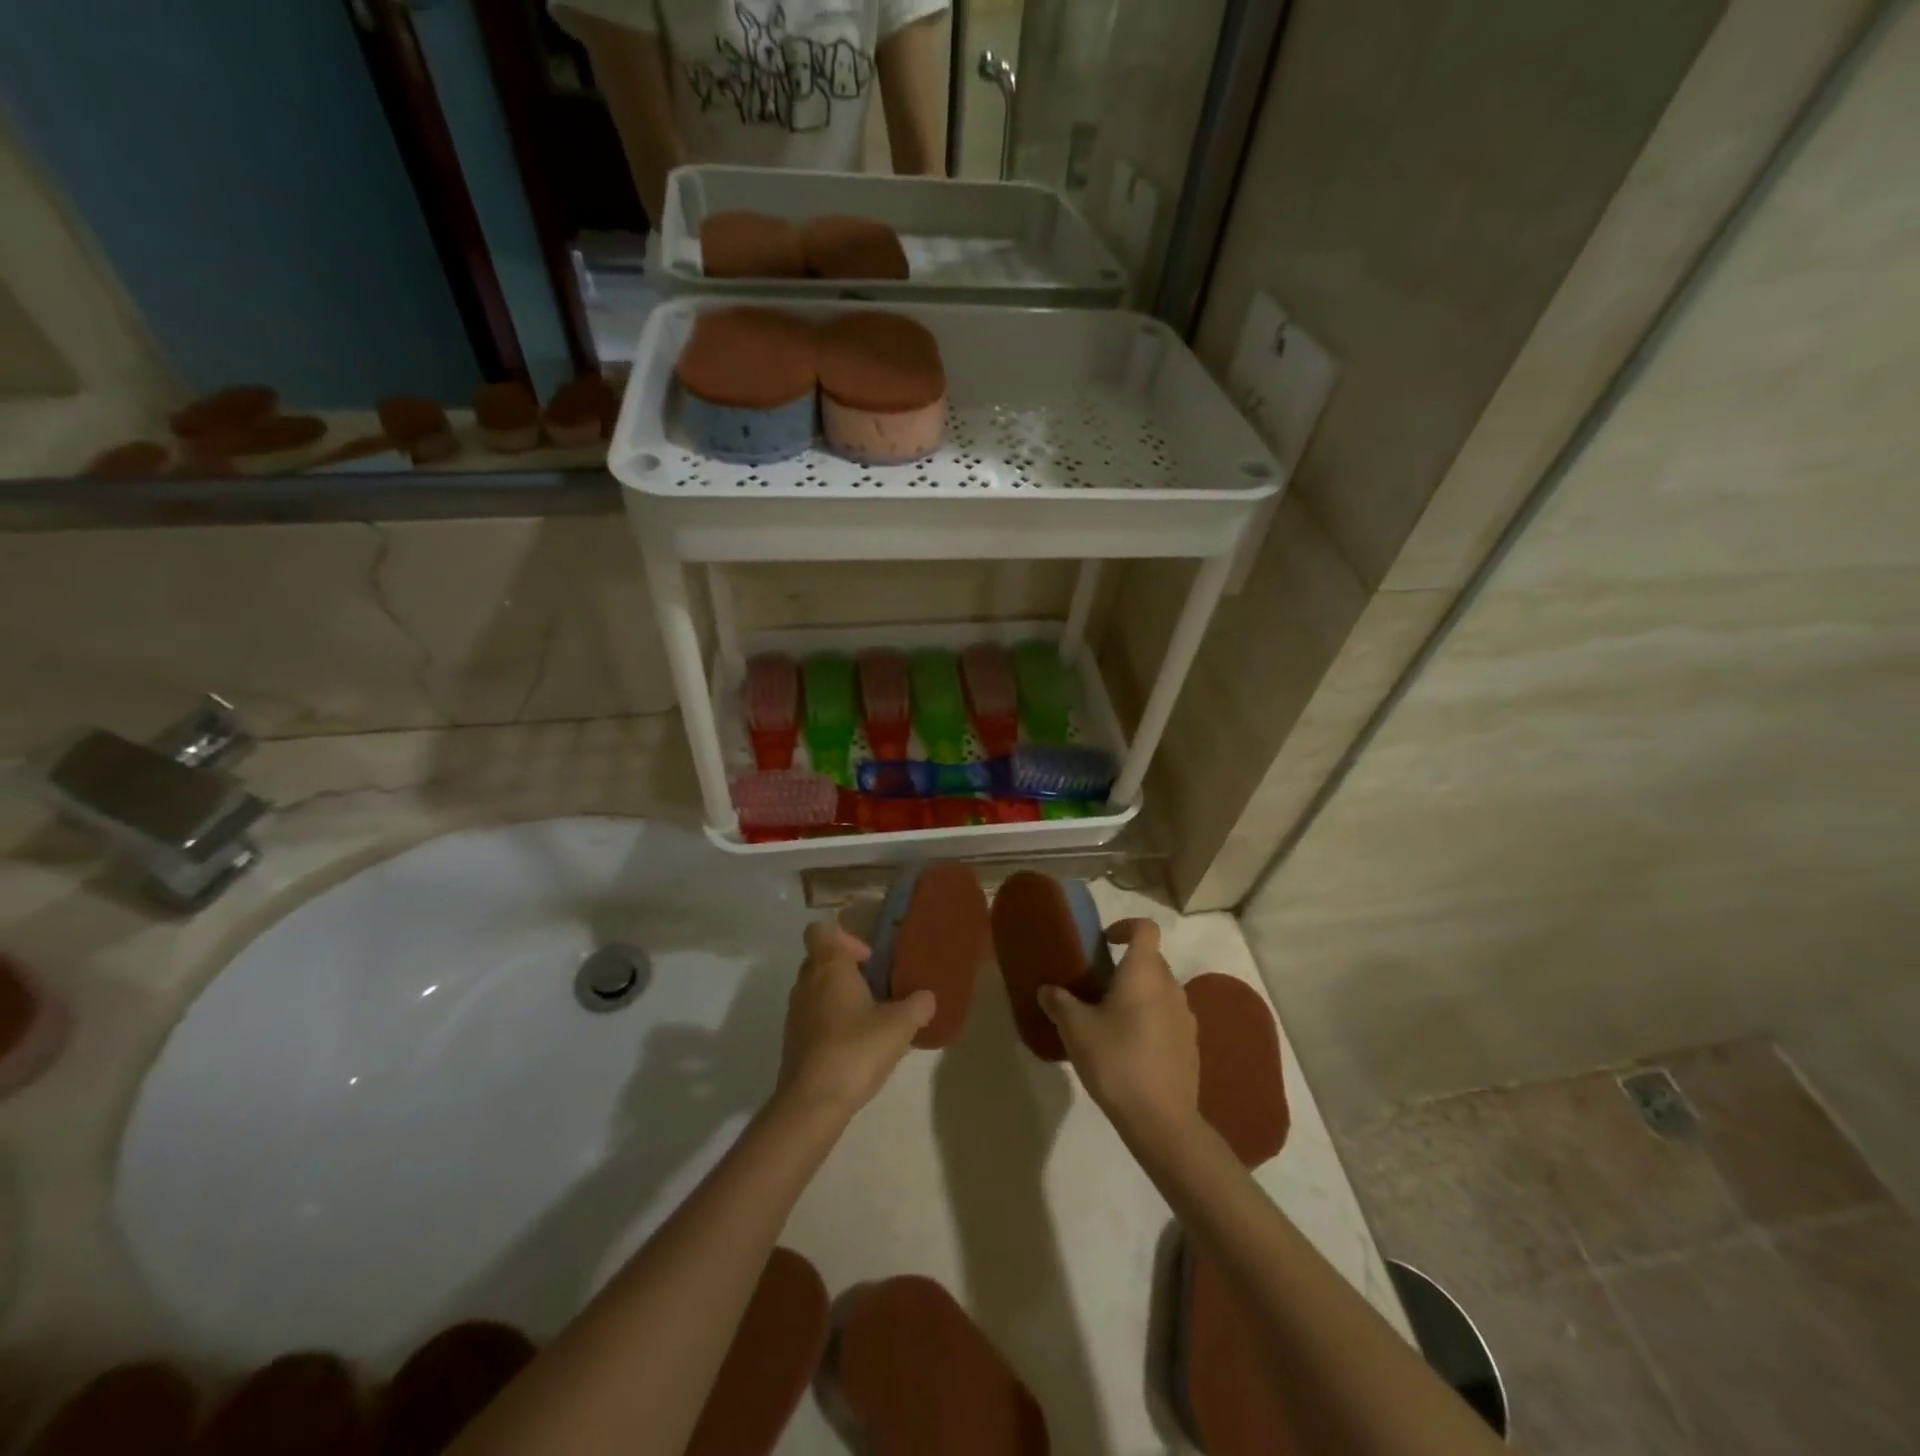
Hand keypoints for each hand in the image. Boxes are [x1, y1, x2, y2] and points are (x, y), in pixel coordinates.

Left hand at [776, 919, 935, 1119]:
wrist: (812, 1103)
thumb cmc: (856, 1049)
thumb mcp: (900, 1025)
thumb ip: (918, 1005)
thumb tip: (926, 997)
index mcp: (828, 967)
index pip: (820, 930)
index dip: (844, 936)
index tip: (868, 958)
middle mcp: (806, 983)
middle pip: (821, 960)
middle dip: (848, 969)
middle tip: (878, 988)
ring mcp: (795, 1014)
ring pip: (817, 990)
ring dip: (841, 997)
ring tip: (872, 1019)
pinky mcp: (793, 1042)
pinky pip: (814, 1018)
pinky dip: (832, 1022)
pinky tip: (857, 1046)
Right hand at [1038, 919, 1199, 1145]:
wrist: (1161, 1120)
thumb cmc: (1116, 1060)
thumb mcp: (1075, 1029)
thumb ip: (1059, 1002)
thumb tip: (1046, 989)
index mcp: (1144, 972)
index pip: (1145, 928)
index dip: (1125, 926)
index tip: (1104, 942)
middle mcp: (1170, 986)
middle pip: (1151, 960)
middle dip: (1125, 966)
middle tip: (1097, 986)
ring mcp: (1186, 1017)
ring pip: (1160, 990)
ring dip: (1138, 995)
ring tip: (1111, 1019)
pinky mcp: (1190, 1045)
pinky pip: (1168, 1018)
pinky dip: (1150, 1020)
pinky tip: (1130, 1048)